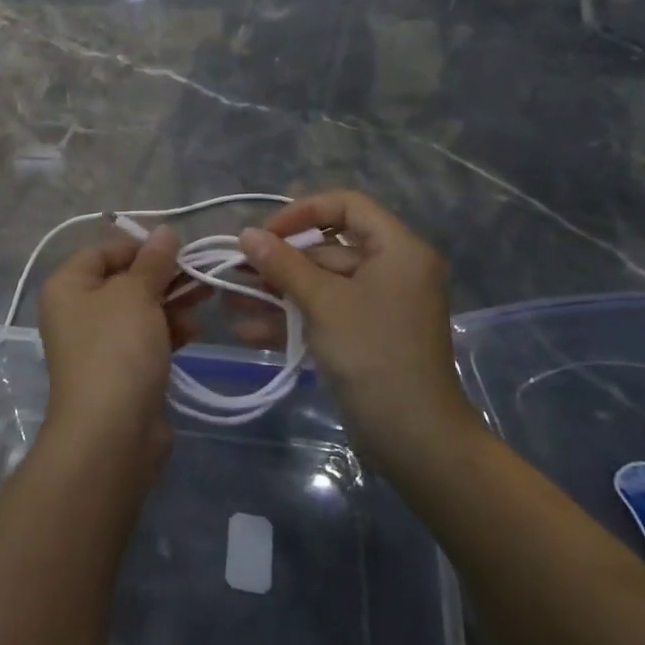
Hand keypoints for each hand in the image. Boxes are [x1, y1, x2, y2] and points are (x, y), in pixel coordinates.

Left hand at [37, 228, 184, 476]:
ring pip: (140, 311)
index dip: (140, 246)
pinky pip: (146, 340)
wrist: (112, 433)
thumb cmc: (116, 348)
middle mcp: (78, 312)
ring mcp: (99, 345)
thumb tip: (165, 231)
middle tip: (202, 271)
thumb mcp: (136, 294)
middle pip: (124, 280)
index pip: (103, 251)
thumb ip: (153, 261)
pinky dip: (169, 331)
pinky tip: (196, 329)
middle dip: (164, 275)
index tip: (177, 247)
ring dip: (172, 301)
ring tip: (208, 294)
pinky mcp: (121, 372)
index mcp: (68, 286)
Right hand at [235, 190, 479, 468]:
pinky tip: (249, 331)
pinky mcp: (363, 336)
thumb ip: (283, 264)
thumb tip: (246, 234)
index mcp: (397, 250)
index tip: (267, 233)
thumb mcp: (323, 303)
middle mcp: (391, 270)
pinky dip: (291, 320)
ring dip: (277, 293)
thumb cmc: (373, 354)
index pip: (347, 206)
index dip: (303, 211)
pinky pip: (324, 314)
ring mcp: (377, 305)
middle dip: (279, 261)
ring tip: (231, 301)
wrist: (414, 438)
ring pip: (320, 285)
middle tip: (236, 270)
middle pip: (328, 248)